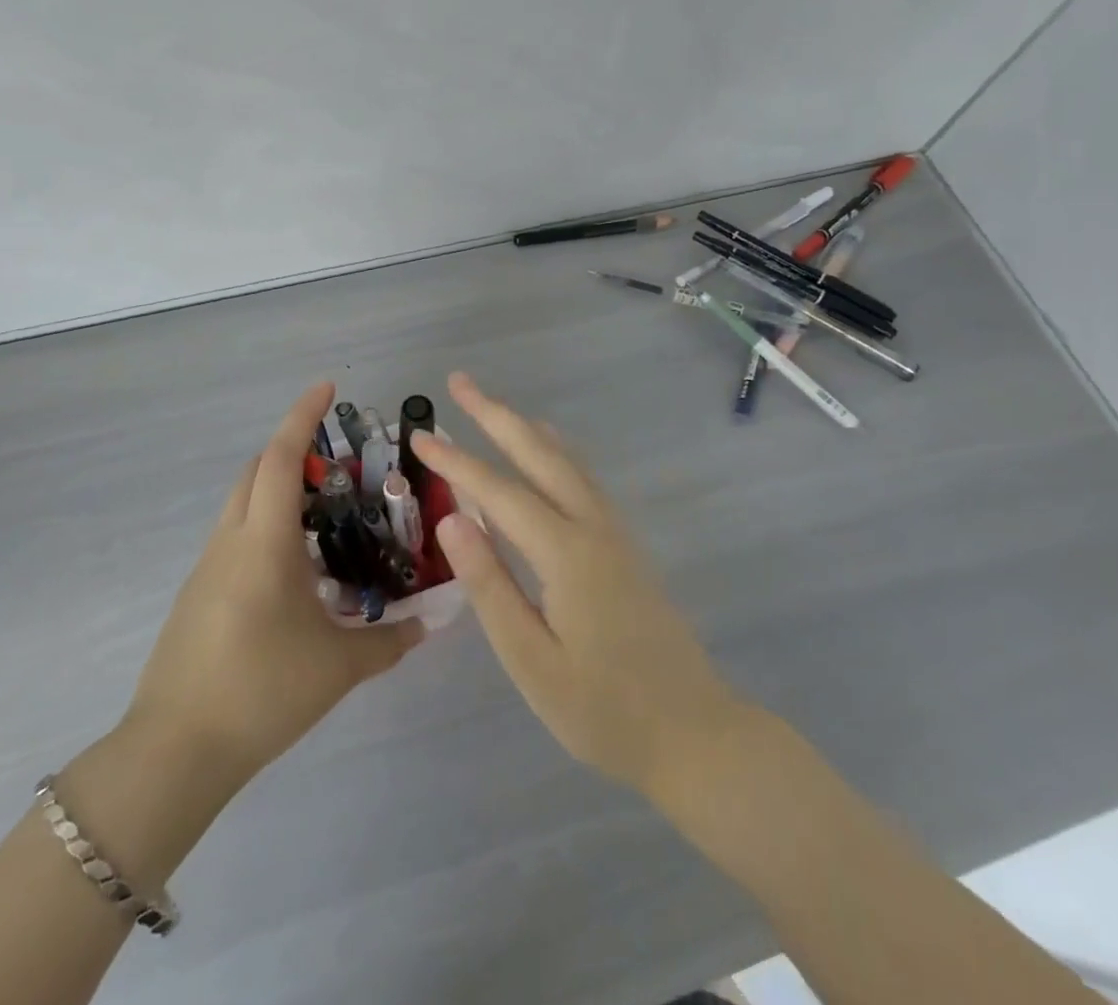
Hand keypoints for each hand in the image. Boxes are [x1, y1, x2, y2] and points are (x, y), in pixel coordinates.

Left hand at [121, 381, 423, 791]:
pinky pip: (235, 536)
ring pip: (242, 502)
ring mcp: (207, 565)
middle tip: (338, 465)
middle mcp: (231, 539)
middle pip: (256, 470)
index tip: (327, 386)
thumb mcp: (338, 666)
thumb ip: (388, 641)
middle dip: (292, 450)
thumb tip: (427, 625)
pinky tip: (294, 571)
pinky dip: (265, 527)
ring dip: (278, 490)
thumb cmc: (262, 691)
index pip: (281, 458)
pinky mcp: (197, 592)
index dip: (303, 415)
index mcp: (264, 541)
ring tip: (324, 518)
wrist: (176, 749)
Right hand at [411, 373, 744, 795]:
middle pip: (538, 454)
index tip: (420, 434)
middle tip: (460, 381)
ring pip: (566, 461)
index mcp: (566, 553)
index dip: (456, 461)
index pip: (498, 491)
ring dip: (526, 428)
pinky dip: (555, 452)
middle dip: (496, 415)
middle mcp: (593, 527)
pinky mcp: (625, 546)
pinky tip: (548, 453)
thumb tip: (453, 520)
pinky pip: (583, 479)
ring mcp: (615, 533)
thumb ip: (490, 586)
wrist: (696, 735)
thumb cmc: (604, 711)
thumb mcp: (532, 660)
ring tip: (495, 406)